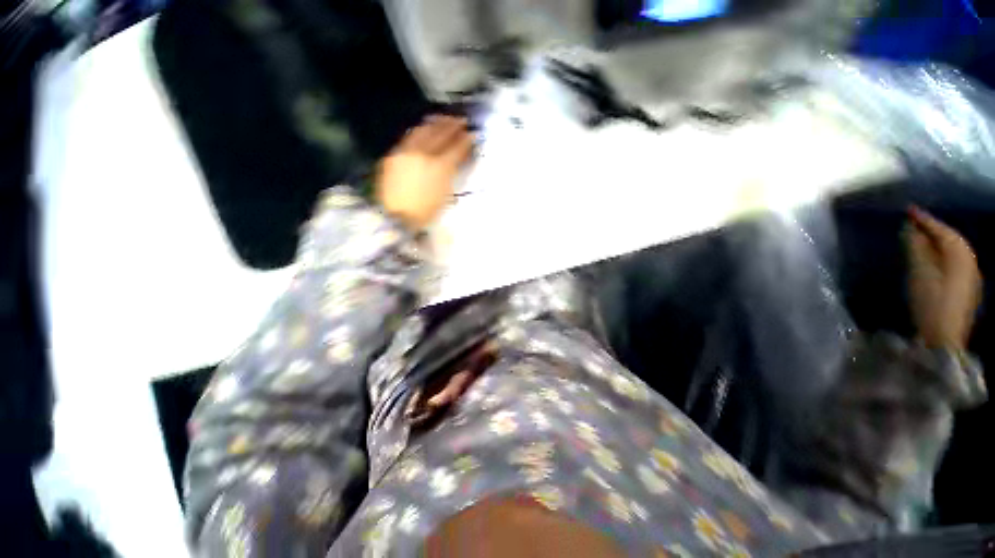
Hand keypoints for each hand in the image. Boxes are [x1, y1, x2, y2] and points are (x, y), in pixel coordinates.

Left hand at [375, 115, 473, 228]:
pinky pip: (409, 137)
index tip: (472, 134)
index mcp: (441, 167)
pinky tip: (424, 129)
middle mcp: (425, 154)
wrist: (398, 217)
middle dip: (453, 125)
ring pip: (424, 130)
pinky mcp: (395, 154)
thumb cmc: (426, 212)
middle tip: (461, 120)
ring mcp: (408, 152)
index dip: (466, 140)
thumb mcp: (445, 195)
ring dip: (436, 123)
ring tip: (443, 119)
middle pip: (441, 133)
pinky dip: (420, 131)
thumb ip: (451, 174)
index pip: (457, 147)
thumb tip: (456, 160)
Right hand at [906, 206, 982, 349]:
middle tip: (913, 221)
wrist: (944, 337)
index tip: (908, 210)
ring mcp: (968, 277)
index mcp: (960, 257)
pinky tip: (930, 256)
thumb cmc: (931, 303)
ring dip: (936, 241)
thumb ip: (916, 249)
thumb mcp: (920, 274)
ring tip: (919, 236)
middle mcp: (969, 262)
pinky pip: (952, 261)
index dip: (925, 220)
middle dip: (933, 229)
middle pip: (951, 240)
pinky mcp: (963, 288)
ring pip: (952, 251)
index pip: (943, 231)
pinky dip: (940, 253)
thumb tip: (910, 229)